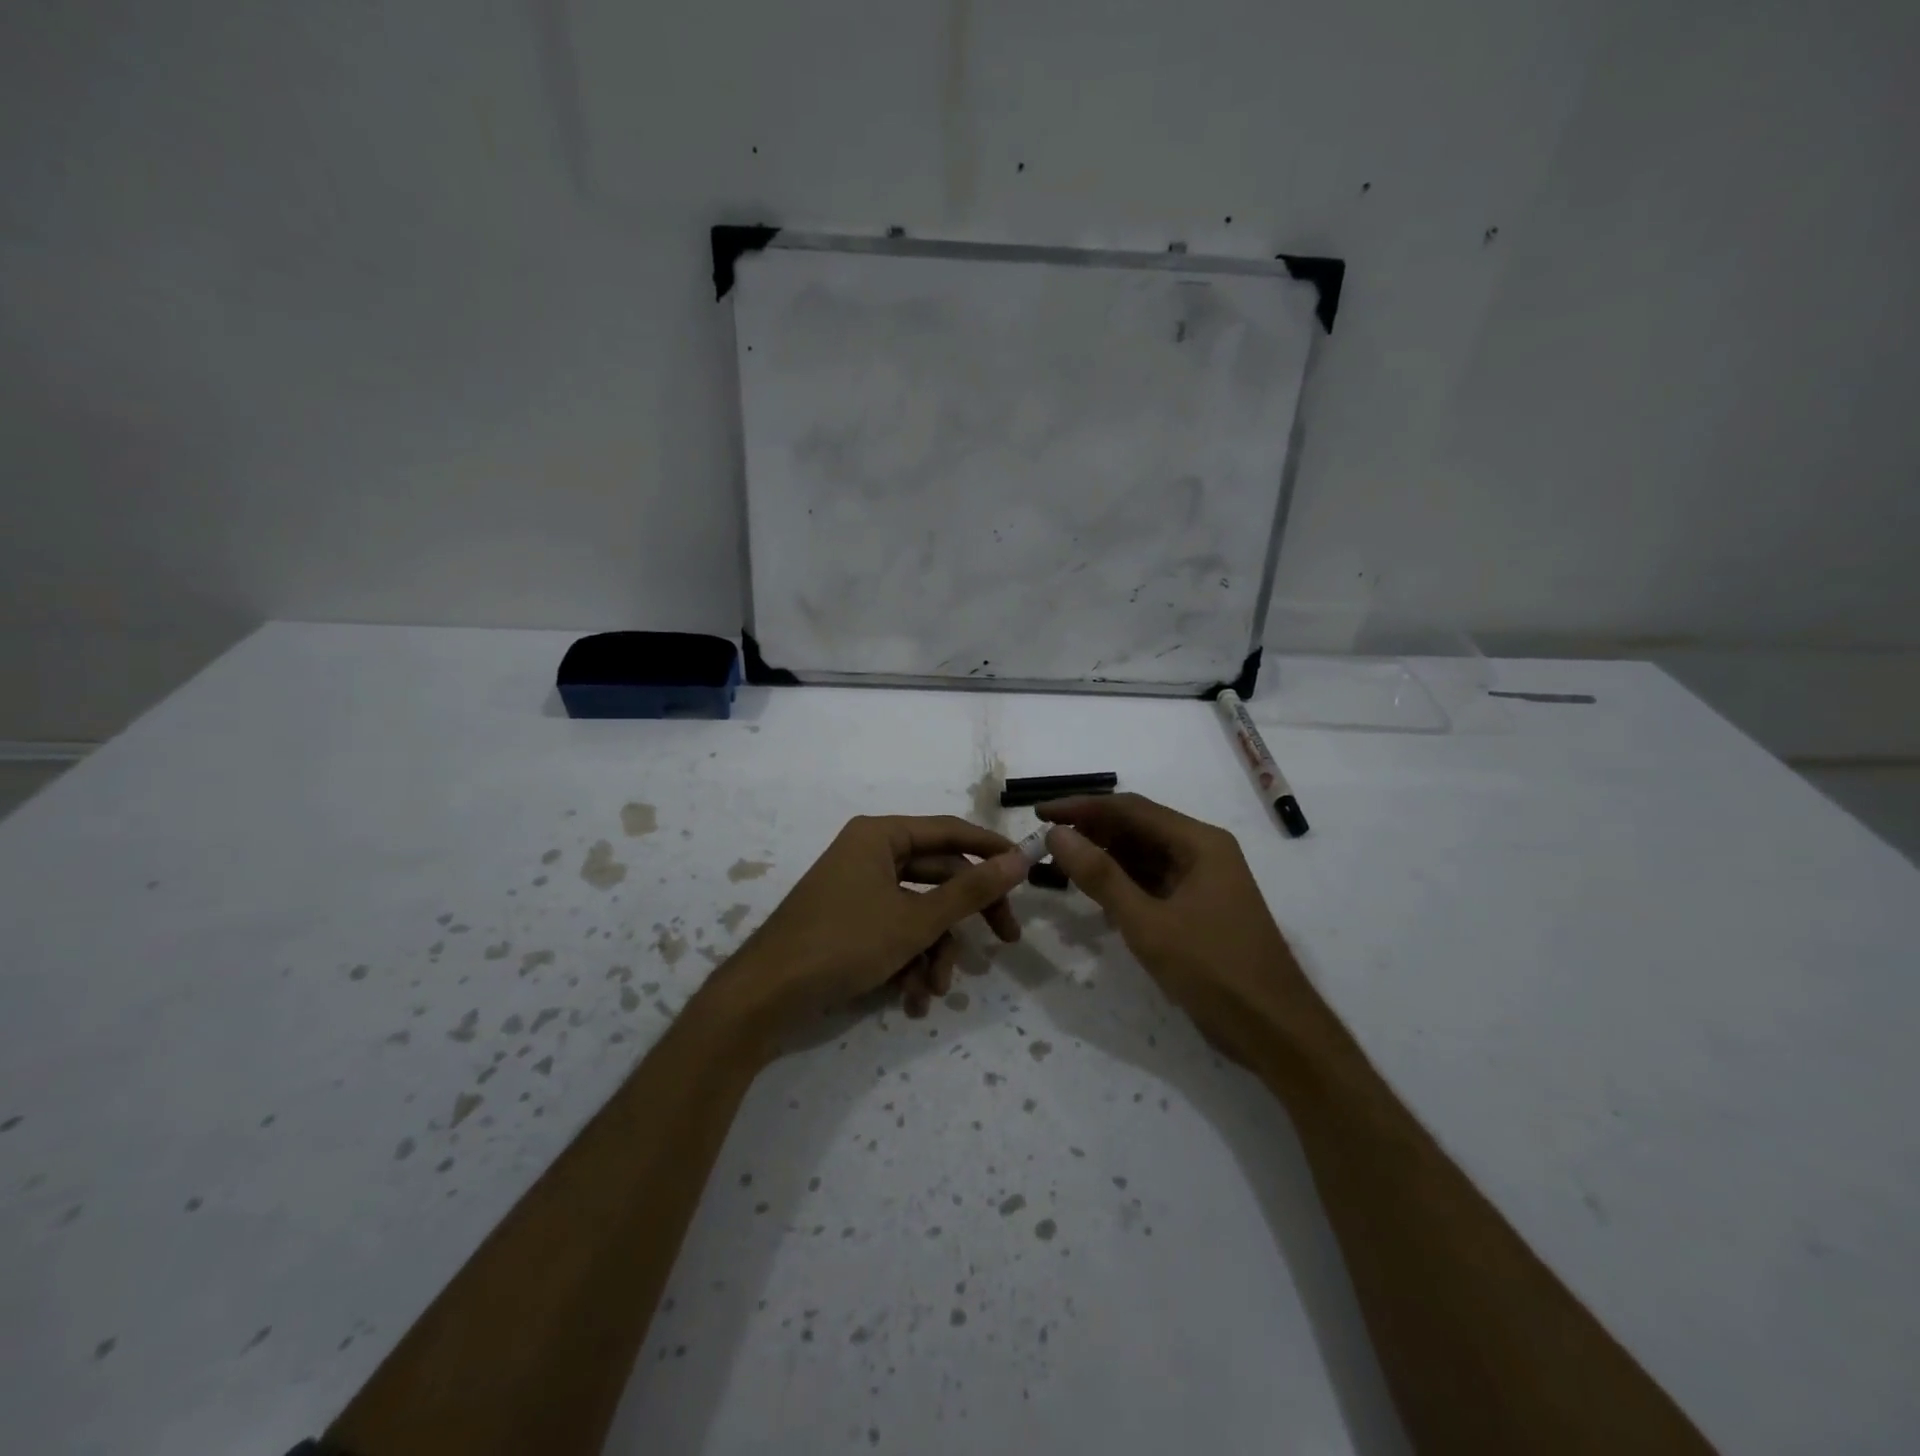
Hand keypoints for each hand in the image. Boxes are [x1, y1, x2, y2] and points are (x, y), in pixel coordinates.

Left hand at [708, 815, 1027, 1046]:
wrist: (764, 998)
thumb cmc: (843, 944)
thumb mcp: (915, 920)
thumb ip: (971, 891)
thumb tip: (1020, 859)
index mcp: (880, 836)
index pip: (951, 832)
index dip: (991, 850)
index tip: (1027, 872)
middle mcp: (869, 854)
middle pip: (938, 876)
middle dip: (964, 918)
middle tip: (1005, 940)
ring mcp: (857, 890)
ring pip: (918, 912)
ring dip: (934, 952)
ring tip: (934, 990)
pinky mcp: (849, 923)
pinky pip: (893, 932)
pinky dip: (907, 962)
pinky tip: (911, 999)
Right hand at [1039, 793, 1316, 1065]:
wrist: (1275, 1031)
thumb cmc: (1214, 970)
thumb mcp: (1148, 923)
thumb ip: (1100, 876)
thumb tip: (1057, 833)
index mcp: (1199, 842)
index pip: (1130, 809)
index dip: (1082, 807)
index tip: (1040, 813)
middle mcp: (1202, 851)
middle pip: (1137, 828)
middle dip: (1091, 831)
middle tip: (1045, 841)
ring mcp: (1202, 881)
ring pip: (1143, 856)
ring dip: (1104, 857)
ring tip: (1060, 864)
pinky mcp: (1198, 908)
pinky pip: (1152, 882)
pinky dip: (1122, 883)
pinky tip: (1094, 894)